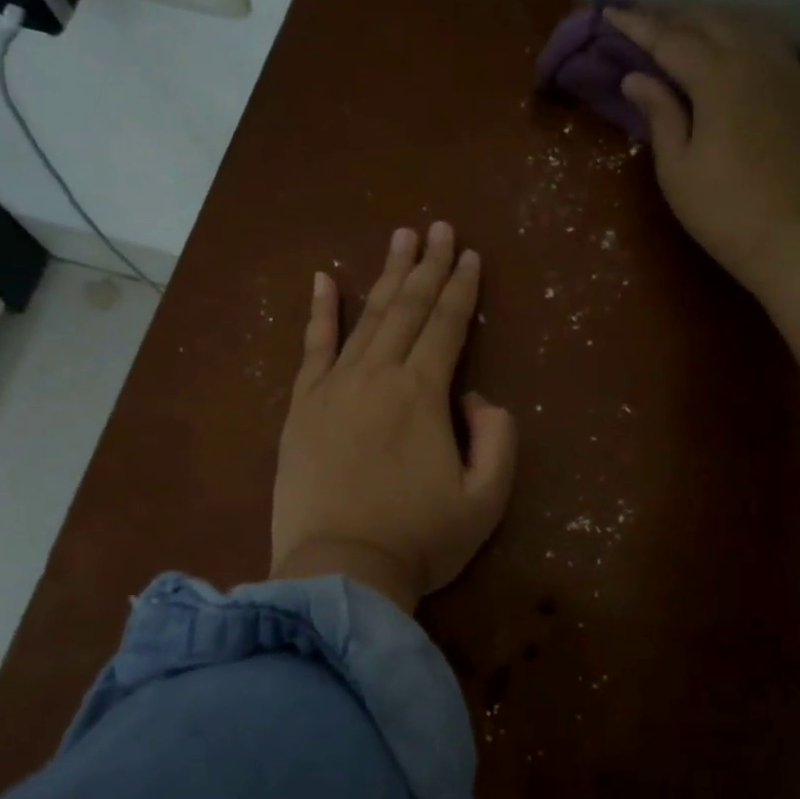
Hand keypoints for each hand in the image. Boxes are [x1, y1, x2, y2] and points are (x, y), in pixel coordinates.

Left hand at [270, 222, 516, 613]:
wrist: (339, 570)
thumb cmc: (419, 539)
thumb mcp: (486, 499)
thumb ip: (498, 438)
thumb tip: (476, 397)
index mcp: (424, 393)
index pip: (448, 325)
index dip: (462, 287)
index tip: (470, 254)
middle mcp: (379, 375)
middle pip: (408, 308)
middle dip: (428, 265)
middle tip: (439, 228)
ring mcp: (334, 387)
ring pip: (366, 318)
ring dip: (386, 276)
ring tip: (400, 239)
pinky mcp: (301, 407)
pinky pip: (312, 348)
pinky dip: (319, 312)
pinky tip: (324, 280)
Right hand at [607, 6, 799, 293]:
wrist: (797, 237)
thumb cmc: (722, 211)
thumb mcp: (677, 169)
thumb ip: (660, 114)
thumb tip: (637, 78)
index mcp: (719, 78)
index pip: (670, 39)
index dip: (638, 25)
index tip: (611, 11)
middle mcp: (759, 60)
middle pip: (712, 21)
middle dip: (675, 18)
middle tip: (647, 26)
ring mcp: (792, 72)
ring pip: (749, 28)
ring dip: (713, 25)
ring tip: (688, 35)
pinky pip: (775, 49)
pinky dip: (746, 44)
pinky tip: (736, 59)